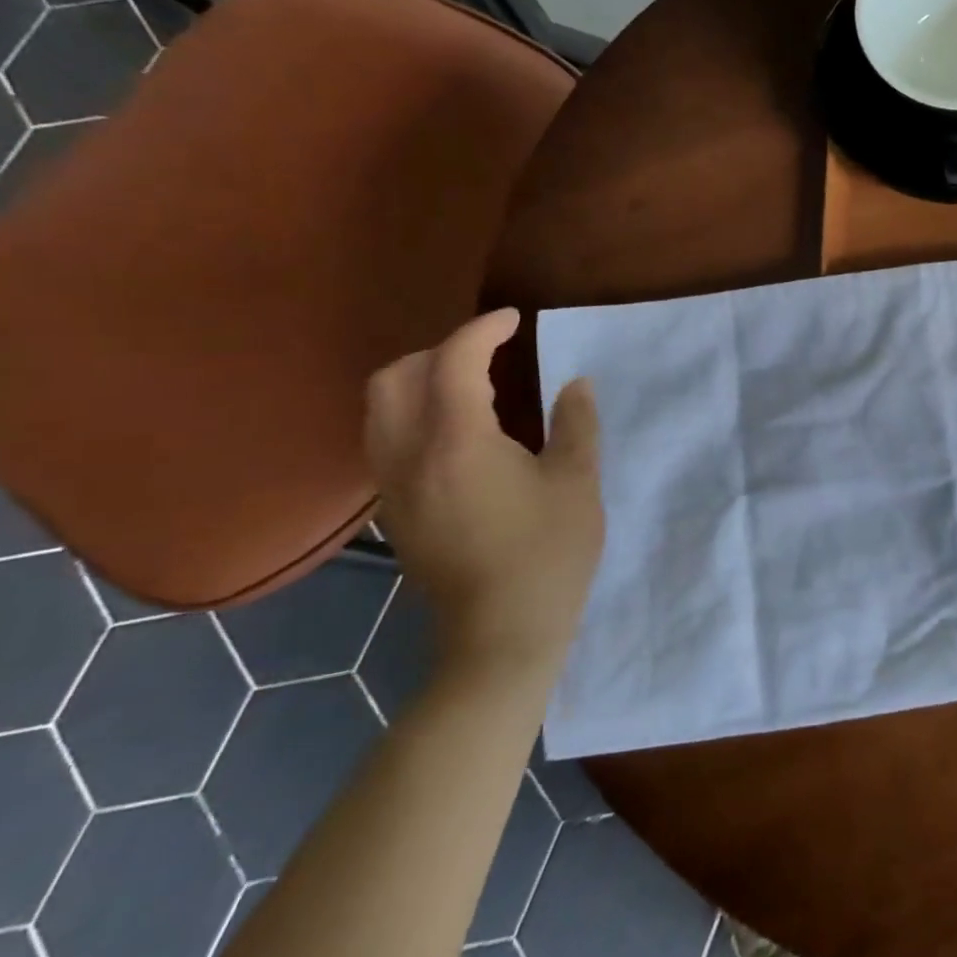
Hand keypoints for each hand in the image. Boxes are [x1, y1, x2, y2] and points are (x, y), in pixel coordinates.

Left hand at [364, 309, 604, 676]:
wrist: (500, 635)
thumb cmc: (547, 554)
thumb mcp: (577, 482)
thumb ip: (575, 423)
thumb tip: (575, 384)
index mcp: (458, 442)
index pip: (454, 362)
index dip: (482, 330)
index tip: (514, 321)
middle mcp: (409, 456)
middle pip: (394, 377)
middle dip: (438, 351)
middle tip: (487, 353)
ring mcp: (393, 486)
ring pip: (379, 409)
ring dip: (418, 380)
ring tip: (469, 384)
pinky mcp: (394, 511)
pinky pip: (385, 439)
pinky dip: (411, 413)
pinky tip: (456, 431)